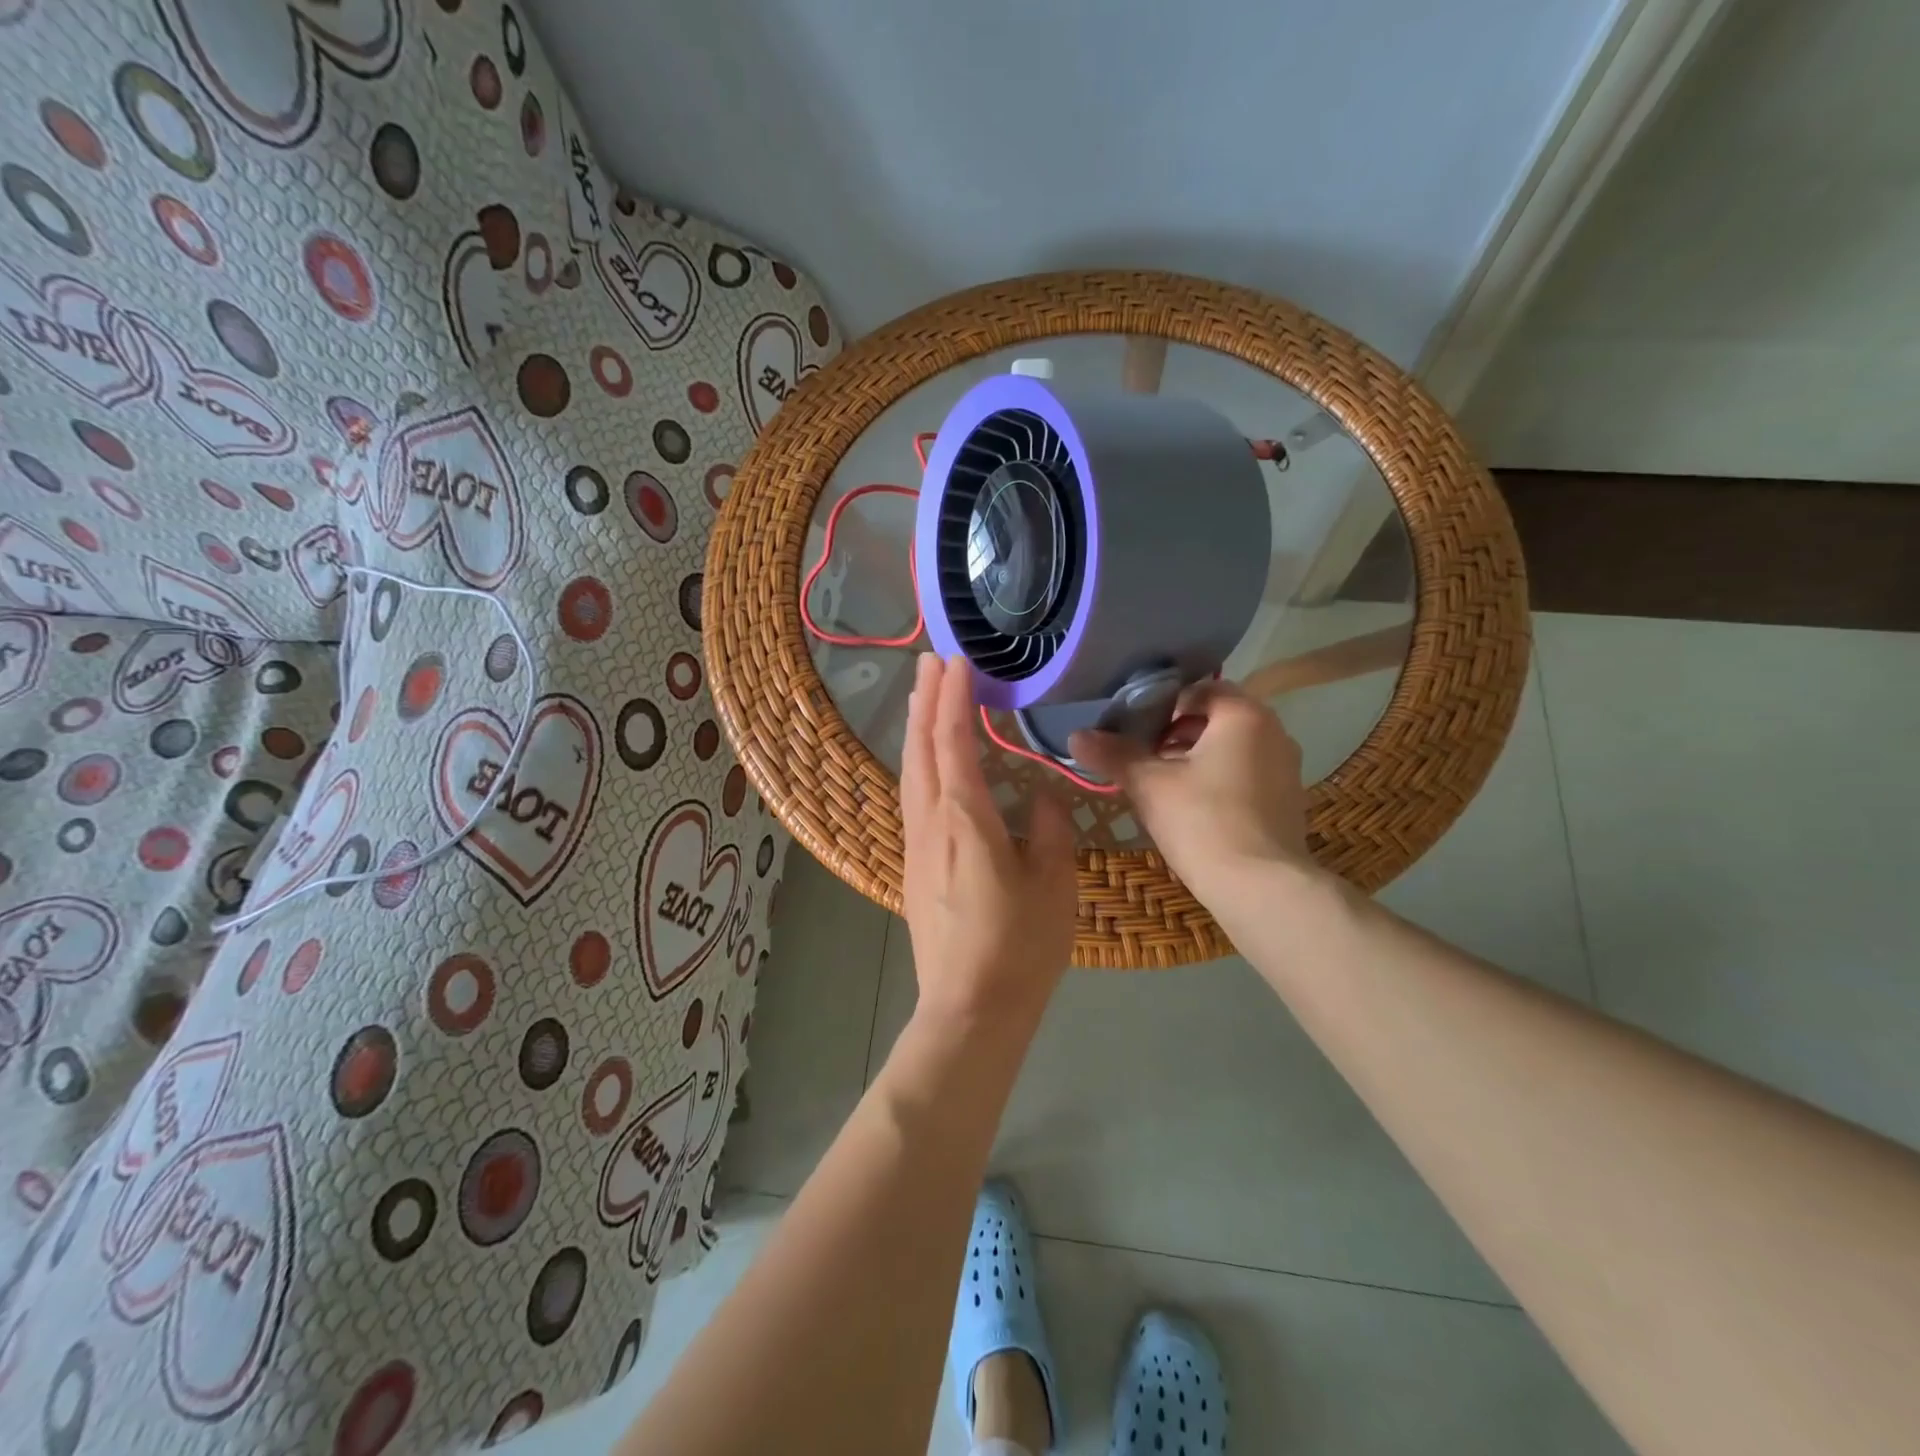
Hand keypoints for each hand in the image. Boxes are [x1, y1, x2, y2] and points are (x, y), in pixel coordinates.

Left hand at [901, 654, 1075, 1027]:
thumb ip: (1049, 831)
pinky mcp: (913, 865)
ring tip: (923, 696)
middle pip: (922, 748)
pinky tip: (926, 763)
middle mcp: (930, 822)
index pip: (954, 741)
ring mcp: (916, 844)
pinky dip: (918, 763)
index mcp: (965, 818)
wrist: (969, 1009)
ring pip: (911, 772)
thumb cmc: (1019, 947)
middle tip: (931, 661)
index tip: (956, 661)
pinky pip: (912, 796)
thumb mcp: (1054, 885)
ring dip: (918, 729)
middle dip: (926, 700)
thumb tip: (1042, 799)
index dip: (954, 698)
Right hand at [1069, 680, 1310, 900]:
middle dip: (1175, 733)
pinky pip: (1246, 774)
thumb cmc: (1202, 821)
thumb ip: (1114, 754)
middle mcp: (1273, 732)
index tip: (1133, 729)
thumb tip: (1075, 736)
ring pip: (1231, 748)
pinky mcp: (1288, 801)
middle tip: (1141, 755)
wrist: (1260, 888)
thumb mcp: (1149, 785)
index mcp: (1244, 715)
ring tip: (1160, 783)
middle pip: (1215, 719)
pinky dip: (1218, 780)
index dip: (1161, 705)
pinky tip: (1191, 808)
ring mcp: (1286, 768)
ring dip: (1195, 758)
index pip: (1198, 689)